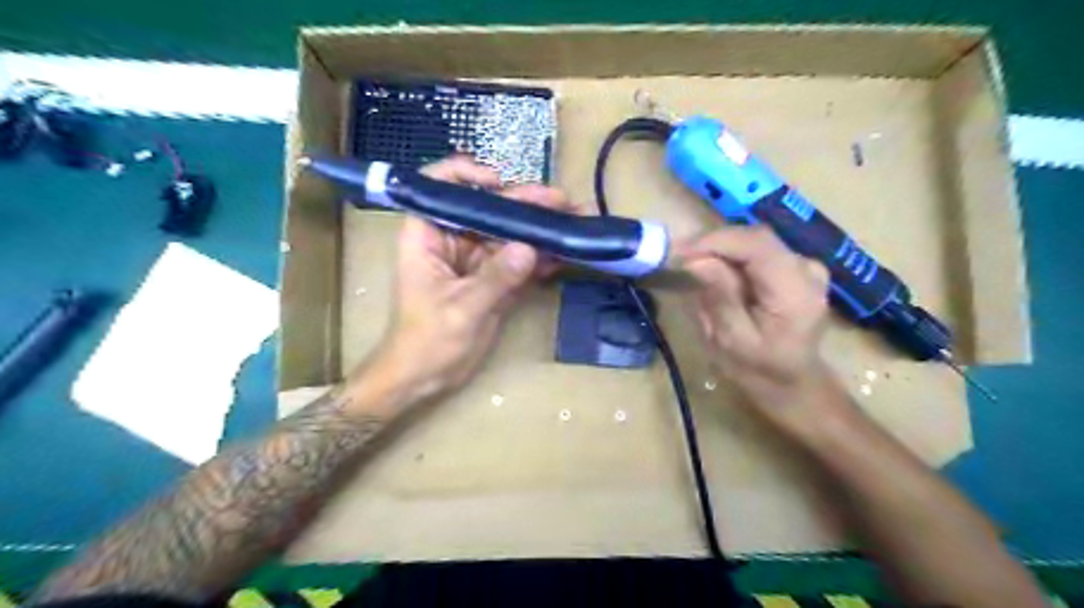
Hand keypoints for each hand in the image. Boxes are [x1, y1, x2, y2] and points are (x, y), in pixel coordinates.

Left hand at [374, 156, 568, 403]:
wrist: (423, 378)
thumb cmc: (426, 341)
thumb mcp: (460, 308)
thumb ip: (496, 279)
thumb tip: (530, 248)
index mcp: (428, 235)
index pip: (440, 186)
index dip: (467, 175)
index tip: (500, 183)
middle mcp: (453, 240)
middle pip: (489, 209)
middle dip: (525, 204)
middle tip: (564, 203)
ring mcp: (476, 261)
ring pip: (509, 234)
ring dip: (540, 229)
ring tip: (576, 221)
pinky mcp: (494, 281)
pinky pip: (520, 262)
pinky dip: (541, 258)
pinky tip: (566, 253)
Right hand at [681, 227, 831, 412]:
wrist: (793, 382)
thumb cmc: (759, 370)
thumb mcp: (731, 341)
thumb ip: (718, 297)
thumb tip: (696, 260)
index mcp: (795, 292)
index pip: (757, 245)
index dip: (716, 241)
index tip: (680, 253)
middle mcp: (808, 270)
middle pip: (756, 238)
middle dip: (714, 244)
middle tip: (681, 260)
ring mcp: (806, 265)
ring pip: (755, 241)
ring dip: (722, 250)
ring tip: (695, 268)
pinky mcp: (796, 266)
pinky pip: (759, 250)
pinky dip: (733, 256)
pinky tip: (718, 272)